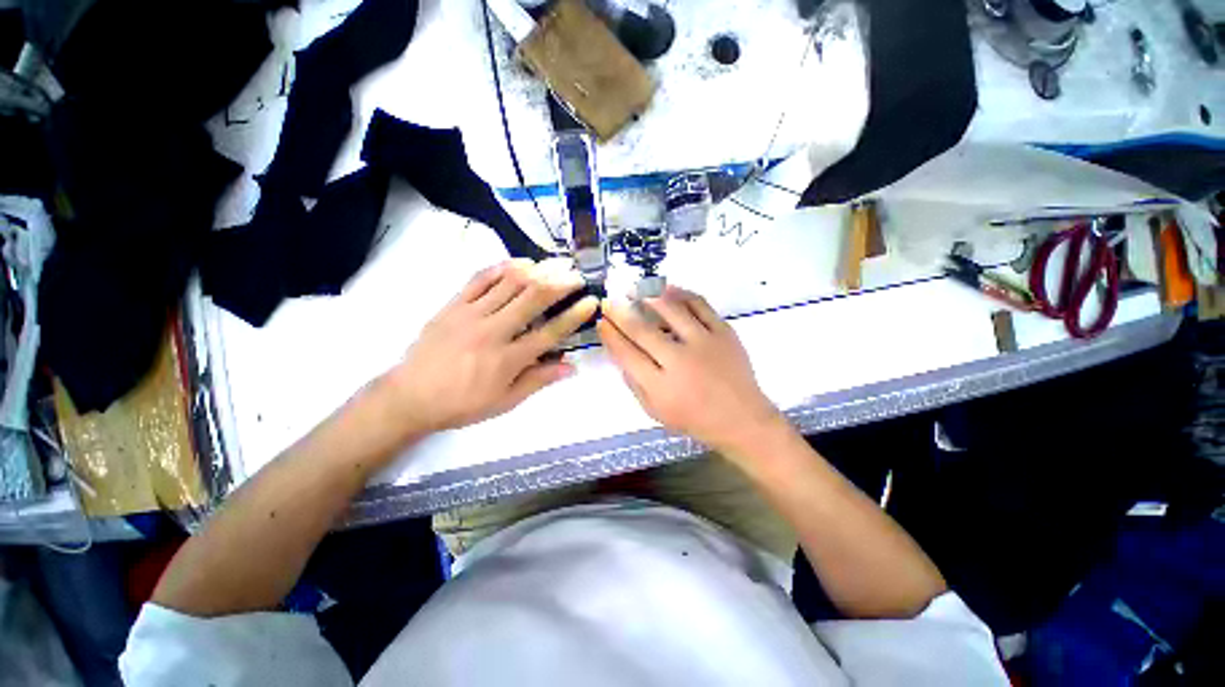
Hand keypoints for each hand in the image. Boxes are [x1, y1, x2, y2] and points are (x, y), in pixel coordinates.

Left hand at [383, 258, 596, 434]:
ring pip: (509, 283)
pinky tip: (520, 262)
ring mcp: (471, 314)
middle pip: (533, 299)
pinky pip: (480, 279)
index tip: (590, 301)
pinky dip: (502, 267)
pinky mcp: (453, 305)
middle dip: (560, 283)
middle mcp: (493, 332)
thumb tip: (571, 367)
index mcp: (508, 360)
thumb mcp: (505, 401)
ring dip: (537, 270)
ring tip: (556, 263)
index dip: (574, 315)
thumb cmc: (462, 404)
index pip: (550, 332)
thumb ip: (539, 381)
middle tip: (577, 275)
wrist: (409, 396)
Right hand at [597, 286, 785, 457]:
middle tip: (609, 302)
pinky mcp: (724, 332)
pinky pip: (700, 305)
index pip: (627, 353)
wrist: (741, 419)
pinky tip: (668, 290)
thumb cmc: (695, 419)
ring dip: (648, 297)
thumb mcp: (656, 412)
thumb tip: (620, 354)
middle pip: (642, 330)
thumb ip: (634, 384)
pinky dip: (682, 294)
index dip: (610, 335)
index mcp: (660, 386)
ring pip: (671, 310)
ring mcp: (704, 343)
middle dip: (620, 313)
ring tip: (635, 290)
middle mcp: (680, 361)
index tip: (601, 322)